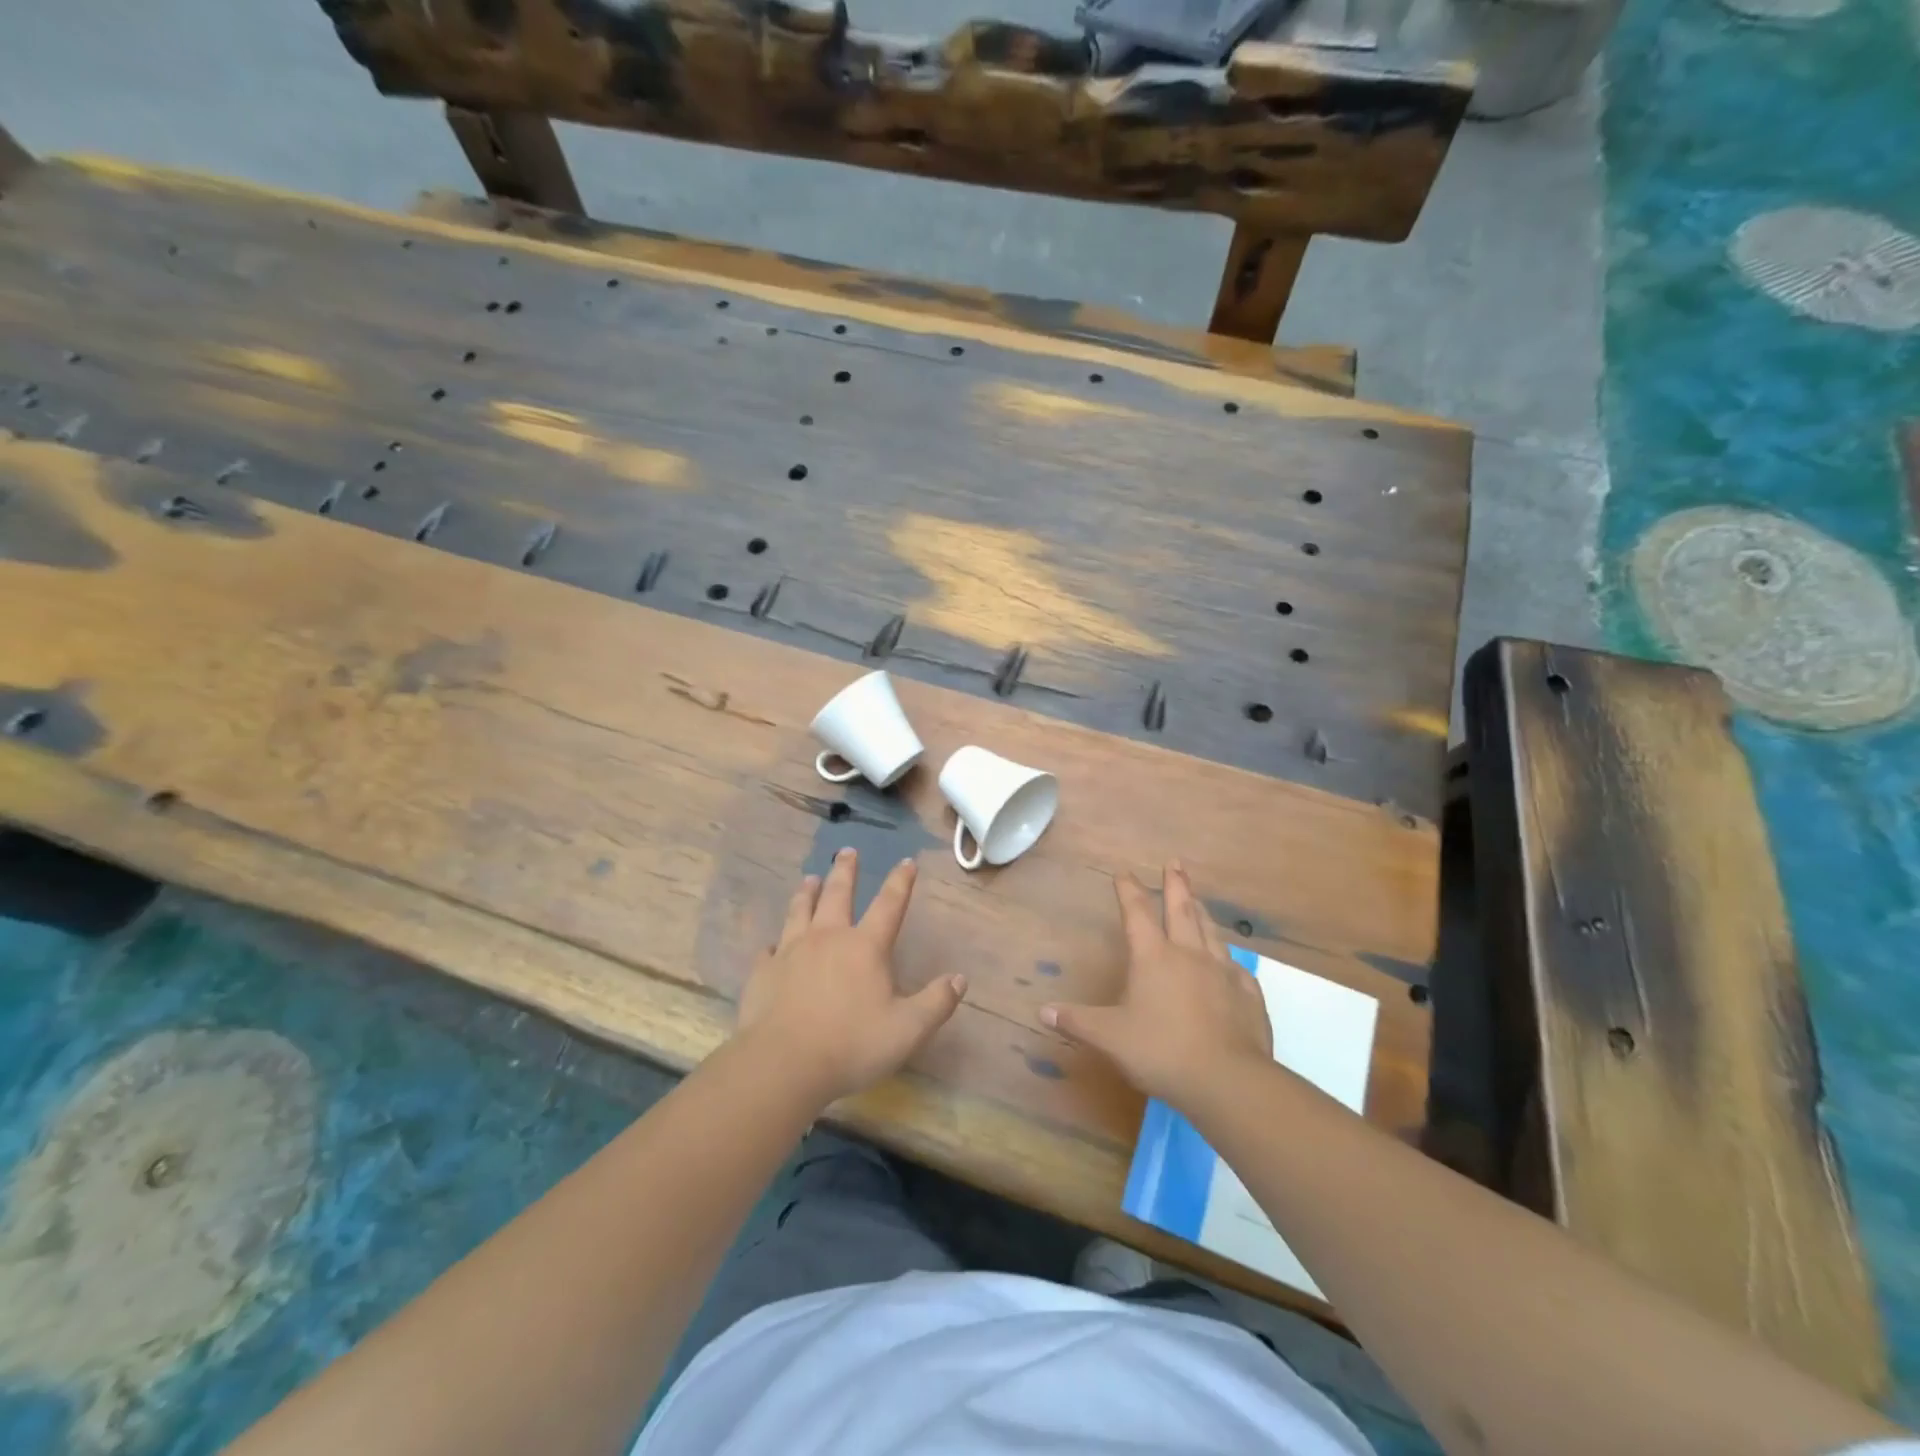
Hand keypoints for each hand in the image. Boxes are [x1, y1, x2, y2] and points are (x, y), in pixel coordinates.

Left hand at [735, 848, 966, 1105]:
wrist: (783, 1064)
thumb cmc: (851, 1044)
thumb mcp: (907, 1029)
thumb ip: (936, 1003)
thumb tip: (960, 979)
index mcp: (865, 946)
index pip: (889, 904)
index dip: (901, 881)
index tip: (907, 861)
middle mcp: (828, 938)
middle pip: (837, 894)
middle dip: (845, 870)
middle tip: (847, 851)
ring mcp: (791, 951)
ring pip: (800, 910)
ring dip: (807, 892)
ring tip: (810, 878)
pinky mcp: (764, 972)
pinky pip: (769, 949)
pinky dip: (774, 943)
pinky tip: (772, 945)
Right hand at [1042, 861, 1271, 1107]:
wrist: (1227, 1080)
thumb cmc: (1161, 1051)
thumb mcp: (1109, 1038)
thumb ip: (1076, 1022)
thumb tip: (1042, 1011)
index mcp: (1153, 957)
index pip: (1136, 913)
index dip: (1128, 890)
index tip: (1123, 871)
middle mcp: (1189, 954)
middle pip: (1182, 909)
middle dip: (1175, 884)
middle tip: (1175, 862)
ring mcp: (1222, 972)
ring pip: (1210, 932)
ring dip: (1201, 911)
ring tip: (1198, 899)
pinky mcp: (1248, 995)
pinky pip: (1236, 968)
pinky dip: (1228, 958)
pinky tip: (1230, 963)